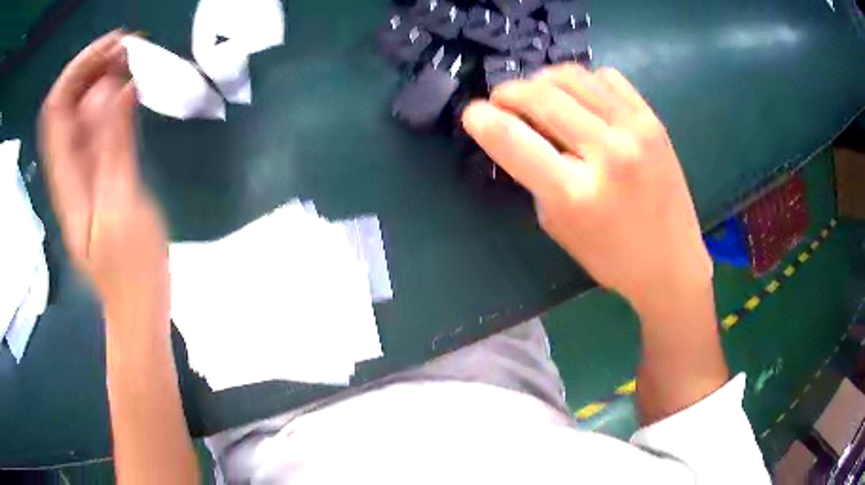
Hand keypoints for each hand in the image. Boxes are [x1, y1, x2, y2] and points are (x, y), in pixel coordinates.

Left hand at [39, 31, 168, 323]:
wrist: (136, 304)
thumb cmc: (131, 269)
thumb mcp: (121, 207)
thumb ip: (115, 147)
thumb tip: (120, 88)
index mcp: (67, 178)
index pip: (57, 107)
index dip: (79, 68)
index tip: (114, 46)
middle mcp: (68, 168)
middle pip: (67, 103)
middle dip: (93, 66)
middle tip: (130, 47)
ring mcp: (81, 171)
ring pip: (81, 110)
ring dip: (103, 78)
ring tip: (135, 60)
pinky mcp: (96, 174)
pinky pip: (95, 126)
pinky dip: (110, 100)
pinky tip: (131, 91)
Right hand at [463, 65, 711, 314]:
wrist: (672, 263)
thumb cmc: (610, 257)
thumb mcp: (558, 225)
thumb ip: (534, 176)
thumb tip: (517, 131)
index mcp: (576, 194)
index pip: (514, 140)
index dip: (482, 120)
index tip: (472, 114)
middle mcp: (607, 154)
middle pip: (541, 96)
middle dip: (509, 92)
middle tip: (502, 100)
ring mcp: (635, 130)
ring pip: (572, 76)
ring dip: (543, 80)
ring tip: (539, 94)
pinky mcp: (653, 120)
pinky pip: (607, 77)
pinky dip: (583, 81)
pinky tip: (581, 99)